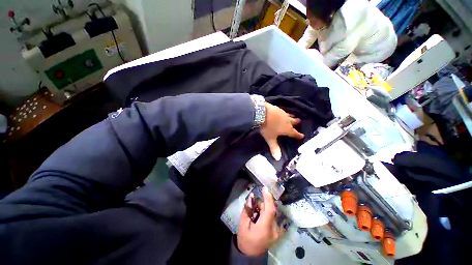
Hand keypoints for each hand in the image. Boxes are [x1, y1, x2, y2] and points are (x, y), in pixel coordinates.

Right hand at [237, 187, 283, 255]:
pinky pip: (272, 217)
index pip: (270, 210)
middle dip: (261, 204)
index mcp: (265, 228)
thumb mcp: (243, 223)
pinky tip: (259, 217)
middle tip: (252, 206)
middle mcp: (274, 229)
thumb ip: (248, 209)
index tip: (264, 188)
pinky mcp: (278, 231)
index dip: (268, 198)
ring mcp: (278, 231)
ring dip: (263, 209)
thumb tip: (252, 197)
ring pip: (271, 212)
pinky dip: (265, 214)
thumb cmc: (245, 239)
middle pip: (270, 209)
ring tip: (255, 214)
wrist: (250, 255)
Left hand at [260, 103, 303, 159]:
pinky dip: (284, 112)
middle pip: (294, 122)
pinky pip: (283, 111)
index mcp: (287, 129)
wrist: (262, 113)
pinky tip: (282, 111)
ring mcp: (283, 113)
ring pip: (290, 115)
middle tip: (299, 122)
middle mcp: (287, 121)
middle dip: (297, 123)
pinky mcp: (278, 108)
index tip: (302, 136)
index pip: (294, 133)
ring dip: (292, 116)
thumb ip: (274, 148)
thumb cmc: (267, 127)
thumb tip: (277, 159)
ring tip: (294, 116)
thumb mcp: (270, 138)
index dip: (298, 135)